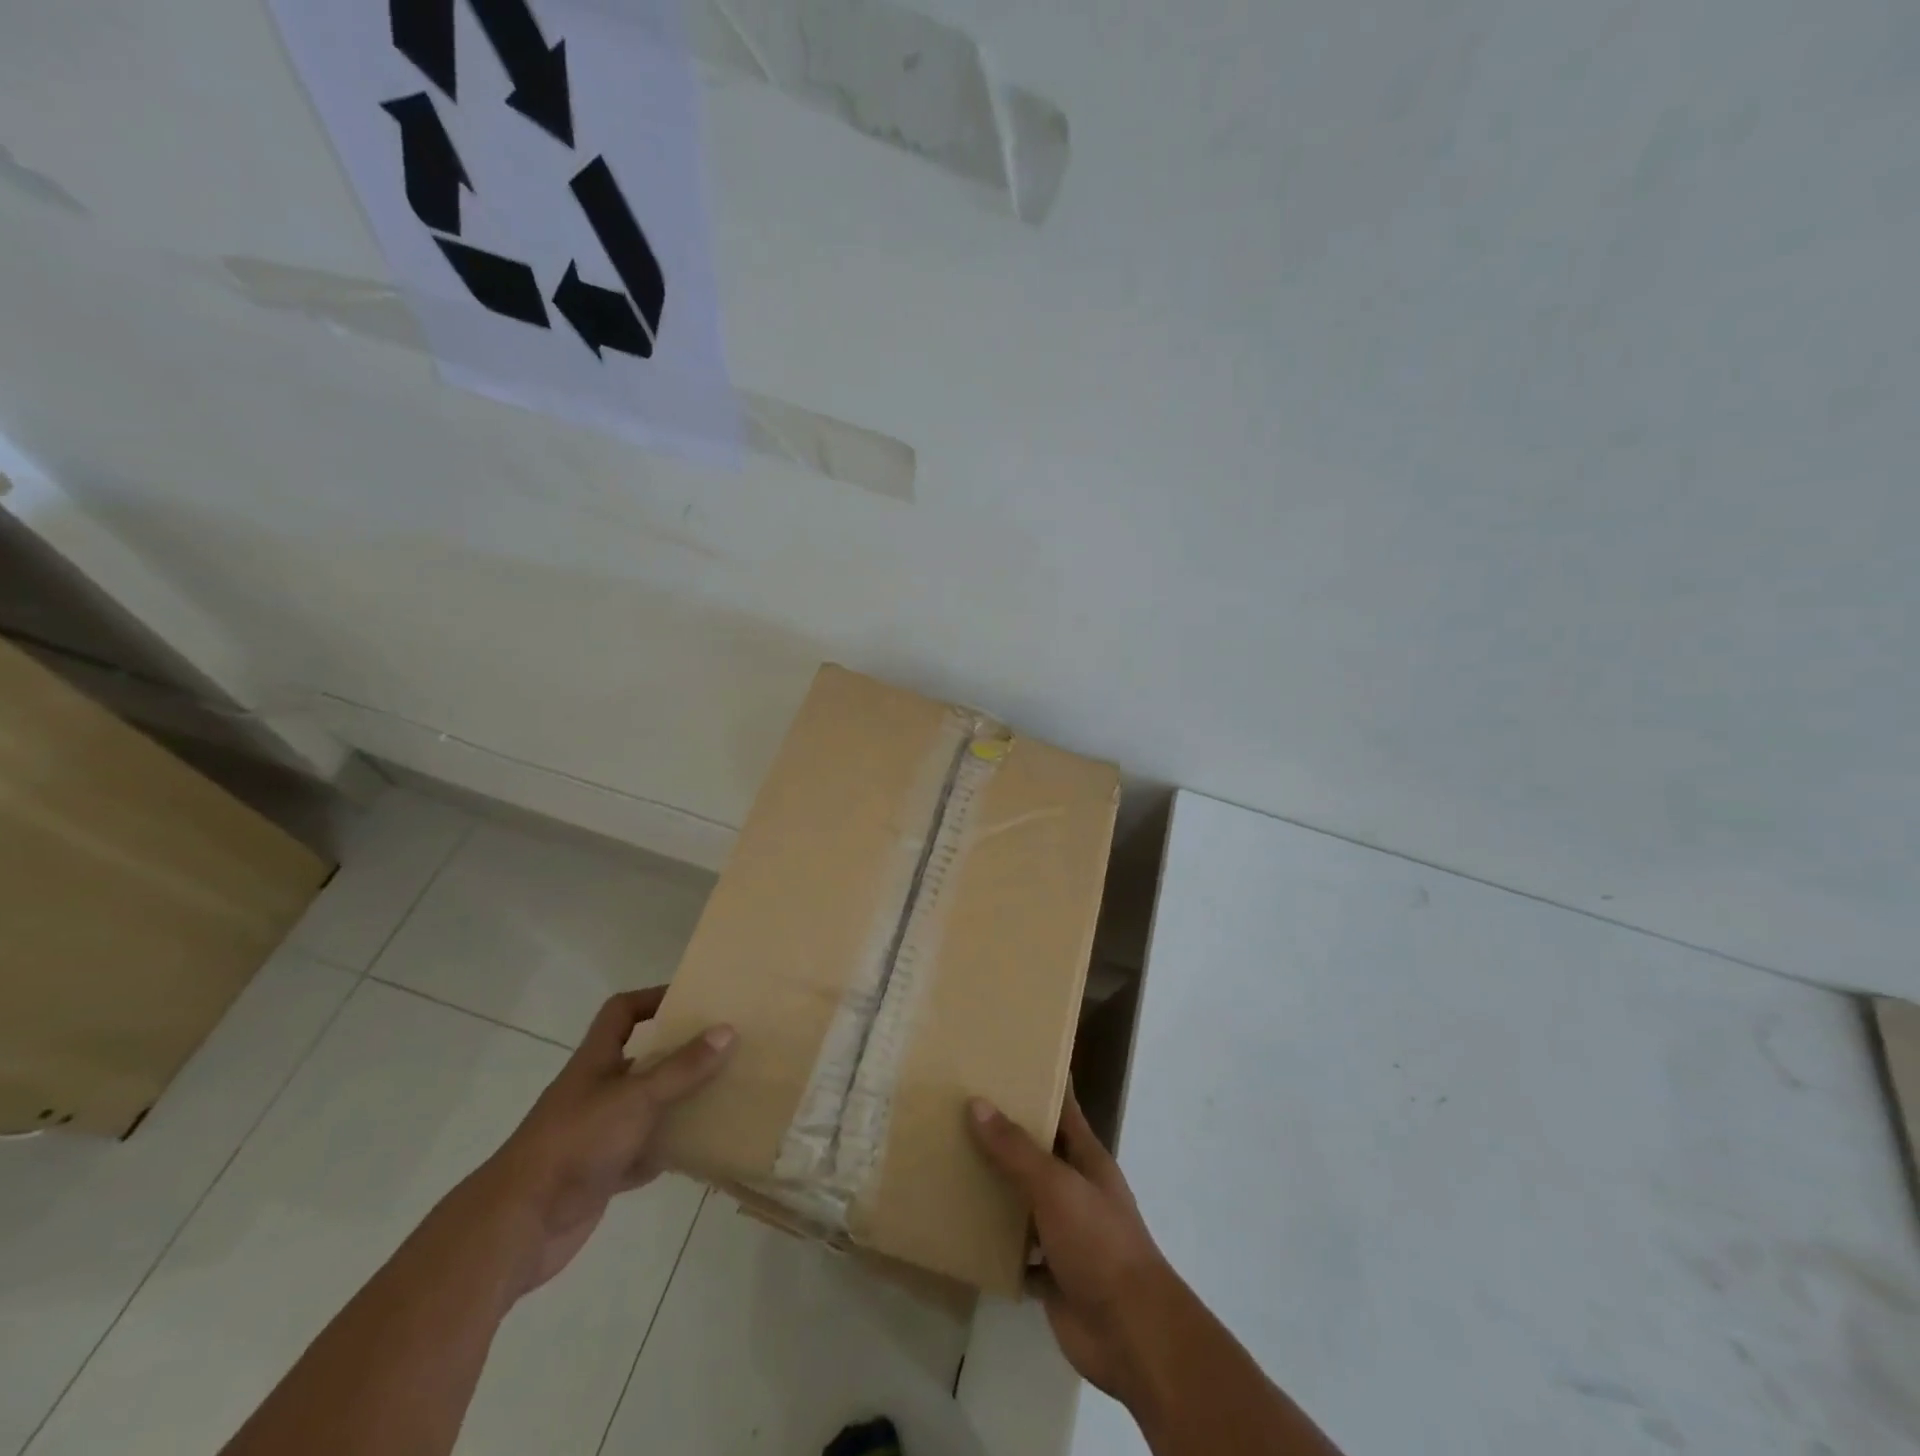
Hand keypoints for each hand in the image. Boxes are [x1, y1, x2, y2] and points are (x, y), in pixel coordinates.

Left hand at [474, 988, 733, 1299]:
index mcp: (596, 1061)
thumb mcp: (637, 1098)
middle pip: (642, 1059)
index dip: (652, 999)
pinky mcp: (602, 1172)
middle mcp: (597, 1090)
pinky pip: (644, 1153)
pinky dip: (668, 1150)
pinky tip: (701, 1149)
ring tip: (724, 1093)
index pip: (622, 1012)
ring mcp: (598, 1133)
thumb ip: (682, 1068)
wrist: (520, 1225)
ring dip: (679, 1103)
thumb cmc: (576, 1143)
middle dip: (680, 1053)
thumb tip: (727, 1030)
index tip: (692, 999)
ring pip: (647, 1108)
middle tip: (724, 1047)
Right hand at [968, 1093, 1178, 1402]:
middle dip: (1006, 1135)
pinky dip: (995, 1244)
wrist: (1131, 1334)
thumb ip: (1016, 1149)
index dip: (1043, 1084)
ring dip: (997, 1188)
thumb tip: (977, 1103)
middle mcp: (1077, 1189)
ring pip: (1025, 1201)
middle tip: (960, 1110)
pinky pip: (1017, 1252)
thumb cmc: (1099, 1243)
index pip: (1064, 1109)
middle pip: (1038, 1153)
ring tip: (952, 1163)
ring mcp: (1066, 1233)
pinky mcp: (1052, 1274)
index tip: (1010, 1061)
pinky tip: (962, 1231)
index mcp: (1087, 1159)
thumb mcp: (1055, 1186)